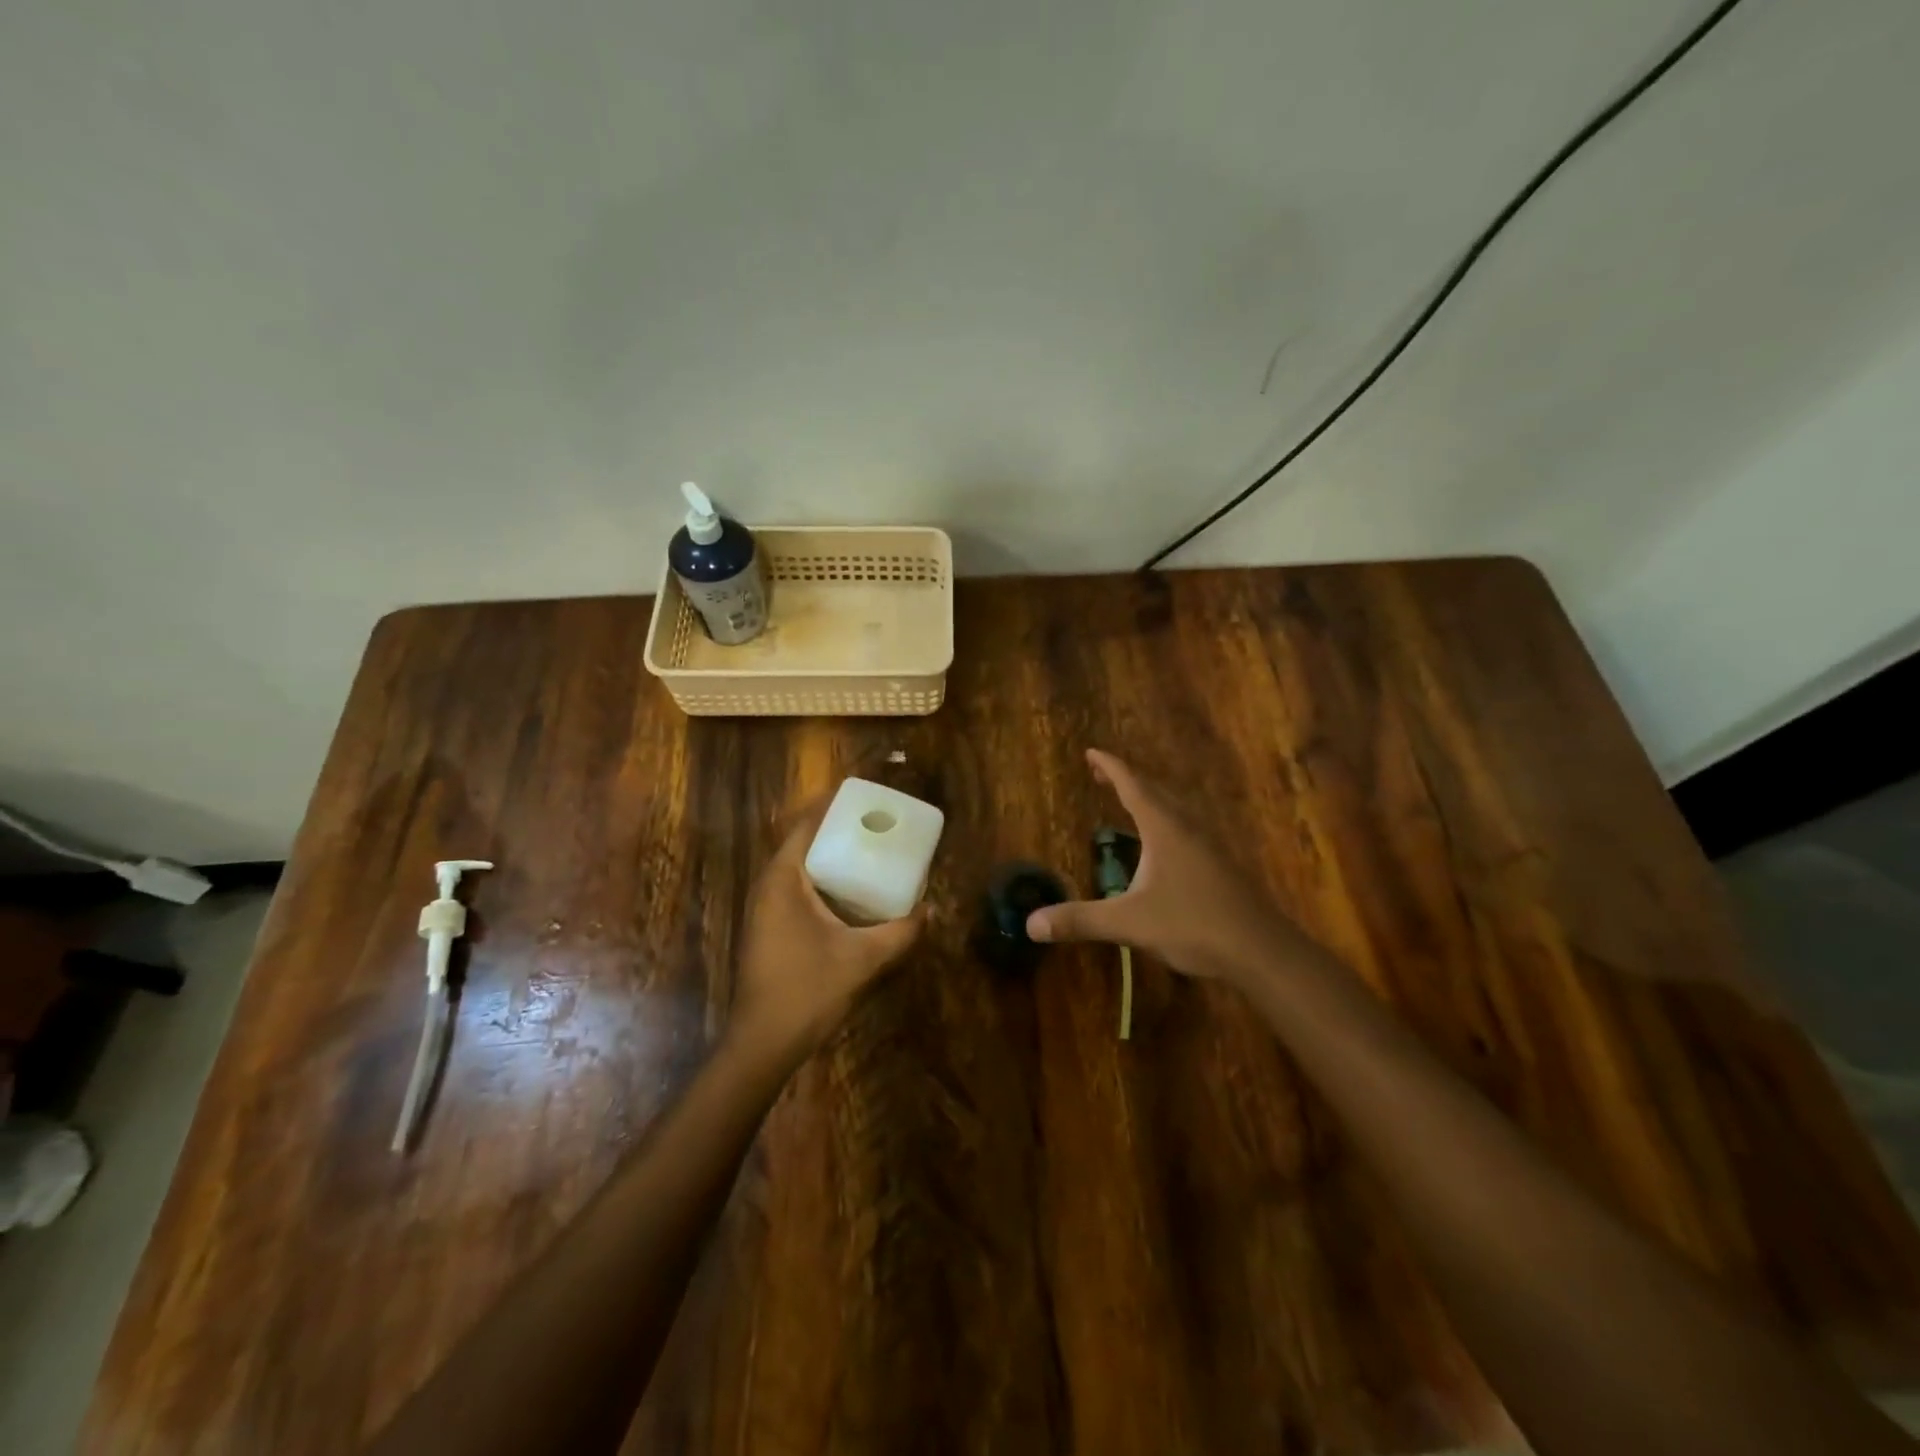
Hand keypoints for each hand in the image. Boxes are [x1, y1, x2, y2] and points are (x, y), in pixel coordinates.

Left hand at [731, 804, 924, 1056]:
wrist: (762, 1043)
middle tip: (877, 825)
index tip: (866, 798)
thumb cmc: (807, 990)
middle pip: (804, 843)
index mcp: (783, 880)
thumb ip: (901, 932)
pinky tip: (851, 896)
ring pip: (800, 869)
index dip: (834, 807)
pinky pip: (798, 891)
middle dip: (838, 831)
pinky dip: (823, 883)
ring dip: (831, 858)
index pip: (807, 825)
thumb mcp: (863, 958)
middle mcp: (769, 886)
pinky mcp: (769, 929)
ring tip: (870, 852)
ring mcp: (765, 910)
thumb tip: (931, 909)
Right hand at [1025, 749, 1319, 983]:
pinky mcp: (1219, 865)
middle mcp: (1187, 828)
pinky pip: (1185, 828)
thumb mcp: (1128, 923)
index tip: (1091, 752)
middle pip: (1154, 791)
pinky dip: (1164, 821)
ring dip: (1148, 798)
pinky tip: (1163, 846)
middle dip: (1125, 779)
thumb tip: (1031, 924)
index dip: (1110, 767)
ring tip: (1129, 801)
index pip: (1132, 785)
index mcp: (1164, 828)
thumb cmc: (1192, 925)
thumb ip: (1080, 920)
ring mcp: (1208, 845)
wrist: (1260, 949)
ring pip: (1174, 809)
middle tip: (1101, 774)